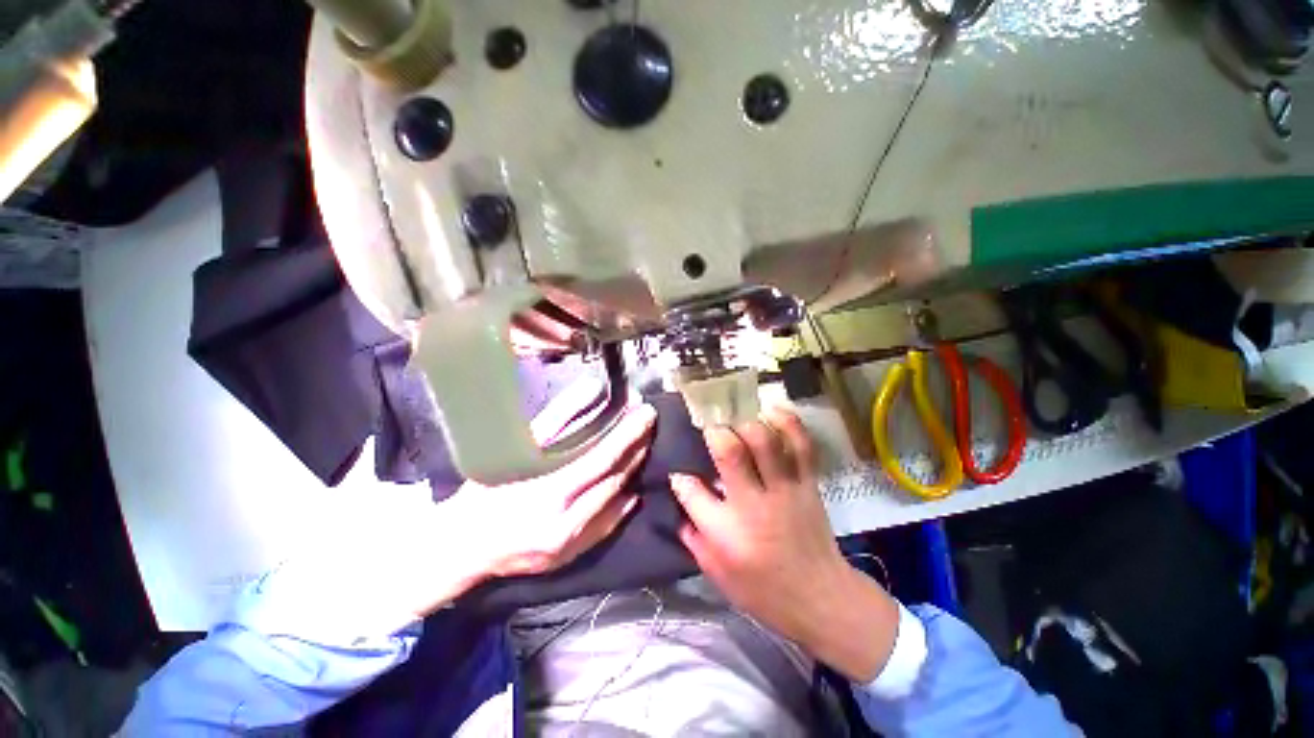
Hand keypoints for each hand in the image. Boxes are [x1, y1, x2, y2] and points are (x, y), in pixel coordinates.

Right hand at [259, 381, 653, 642]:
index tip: (646, 412)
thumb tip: (588, 392)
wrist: (458, 551)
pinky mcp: (572, 557)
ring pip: (618, 501)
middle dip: (637, 448)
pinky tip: (632, 486)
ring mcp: (572, 544)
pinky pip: (609, 526)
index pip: (603, 458)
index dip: (629, 433)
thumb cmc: (482, 494)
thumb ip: (555, 420)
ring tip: (643, 446)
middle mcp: (567, 523)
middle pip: (616, 479)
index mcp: (549, 494)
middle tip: (649, 425)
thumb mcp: (514, 452)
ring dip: (634, 471)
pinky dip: (624, 502)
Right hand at [670, 407, 900, 681]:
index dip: (681, 476)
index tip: (680, 471)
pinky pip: (801, 445)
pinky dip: (788, 423)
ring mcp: (784, 489)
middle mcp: (752, 504)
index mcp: (726, 532)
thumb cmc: (763, 590)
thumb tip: (680, 495)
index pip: (691, 491)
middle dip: (715, 434)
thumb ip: (692, 534)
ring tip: (736, 418)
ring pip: (765, 442)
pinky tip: (772, 411)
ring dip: (747, 423)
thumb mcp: (717, 573)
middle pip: (730, 453)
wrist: (821, 598)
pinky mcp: (807, 483)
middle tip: (709, 430)